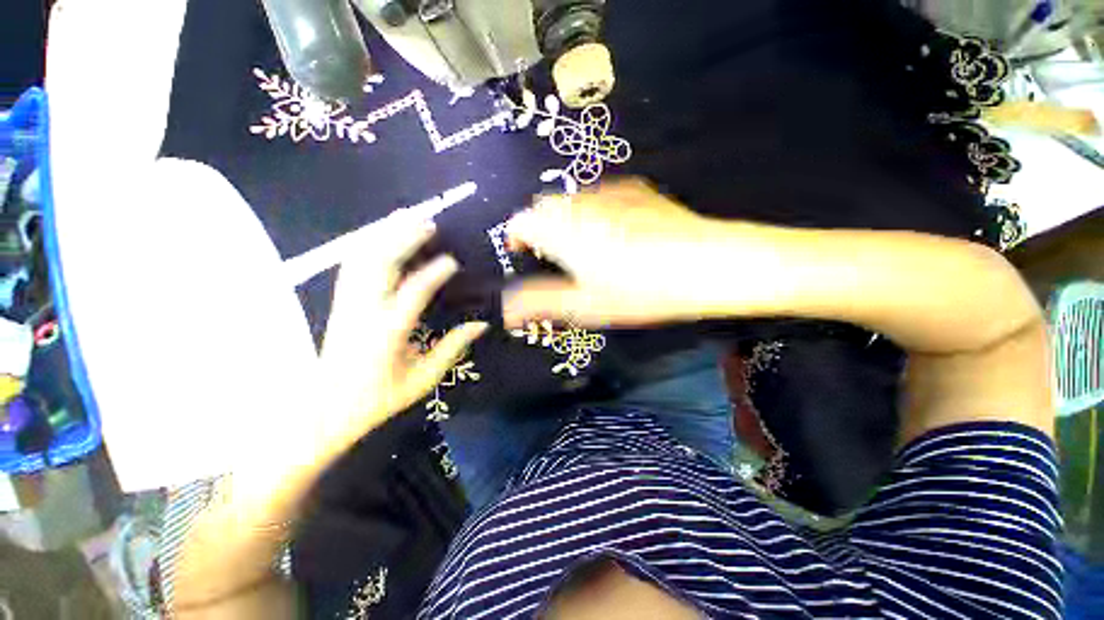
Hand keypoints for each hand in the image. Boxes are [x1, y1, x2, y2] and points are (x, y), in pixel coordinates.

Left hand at [315, 208, 488, 454]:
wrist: (326, 410)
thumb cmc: (379, 398)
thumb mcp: (423, 379)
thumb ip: (452, 348)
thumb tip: (480, 324)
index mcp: (387, 333)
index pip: (413, 293)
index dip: (433, 274)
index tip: (452, 261)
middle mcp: (364, 312)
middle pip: (381, 264)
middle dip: (404, 238)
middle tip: (428, 223)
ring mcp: (347, 304)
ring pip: (362, 258)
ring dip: (384, 234)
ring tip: (405, 217)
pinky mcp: (340, 303)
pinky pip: (350, 265)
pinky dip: (366, 244)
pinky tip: (380, 234)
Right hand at [504, 179, 728, 326]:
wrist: (706, 264)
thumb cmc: (638, 290)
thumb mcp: (585, 305)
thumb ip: (540, 303)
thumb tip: (506, 310)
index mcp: (561, 229)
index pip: (521, 221)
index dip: (517, 238)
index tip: (524, 256)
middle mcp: (579, 201)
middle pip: (545, 208)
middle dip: (542, 229)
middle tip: (557, 258)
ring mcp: (610, 191)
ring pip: (572, 202)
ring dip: (568, 220)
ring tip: (588, 249)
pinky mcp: (635, 189)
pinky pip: (600, 197)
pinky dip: (595, 213)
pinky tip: (617, 234)